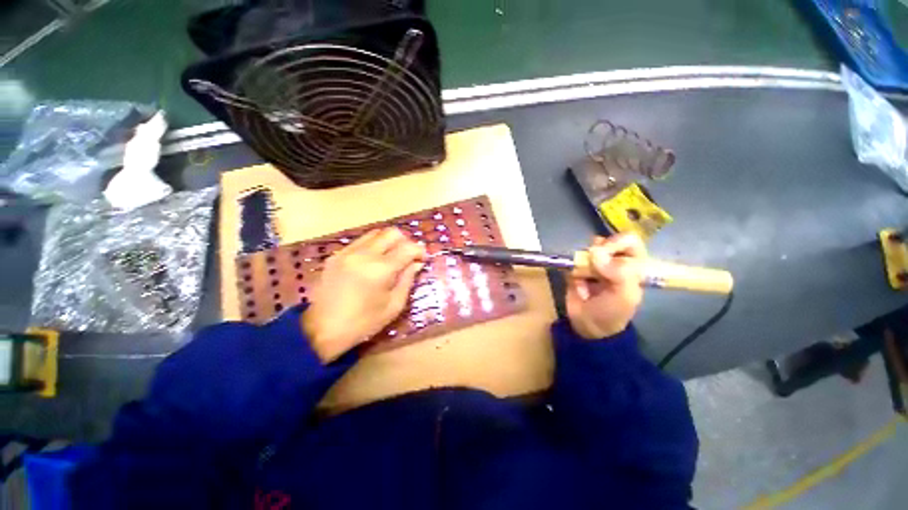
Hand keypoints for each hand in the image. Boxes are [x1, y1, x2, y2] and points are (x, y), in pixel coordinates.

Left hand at [302, 228, 425, 361]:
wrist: (322, 330)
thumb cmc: (363, 322)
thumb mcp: (394, 305)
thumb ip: (407, 279)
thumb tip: (416, 263)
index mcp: (380, 269)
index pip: (408, 247)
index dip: (420, 251)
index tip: (422, 260)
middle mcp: (364, 254)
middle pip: (392, 232)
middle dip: (405, 242)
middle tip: (408, 256)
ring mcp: (347, 252)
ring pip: (376, 233)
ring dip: (389, 241)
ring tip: (392, 257)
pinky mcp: (336, 255)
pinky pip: (361, 241)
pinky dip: (373, 246)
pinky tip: (373, 261)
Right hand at [566, 233, 645, 339]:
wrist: (587, 326)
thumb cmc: (612, 312)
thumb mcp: (625, 295)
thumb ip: (620, 272)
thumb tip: (595, 251)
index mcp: (632, 265)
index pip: (629, 241)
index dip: (615, 243)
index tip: (603, 254)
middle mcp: (614, 261)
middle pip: (606, 242)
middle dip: (597, 251)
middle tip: (591, 263)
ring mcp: (594, 264)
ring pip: (586, 249)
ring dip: (583, 261)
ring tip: (583, 276)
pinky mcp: (577, 269)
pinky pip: (572, 260)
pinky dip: (572, 268)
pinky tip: (576, 282)